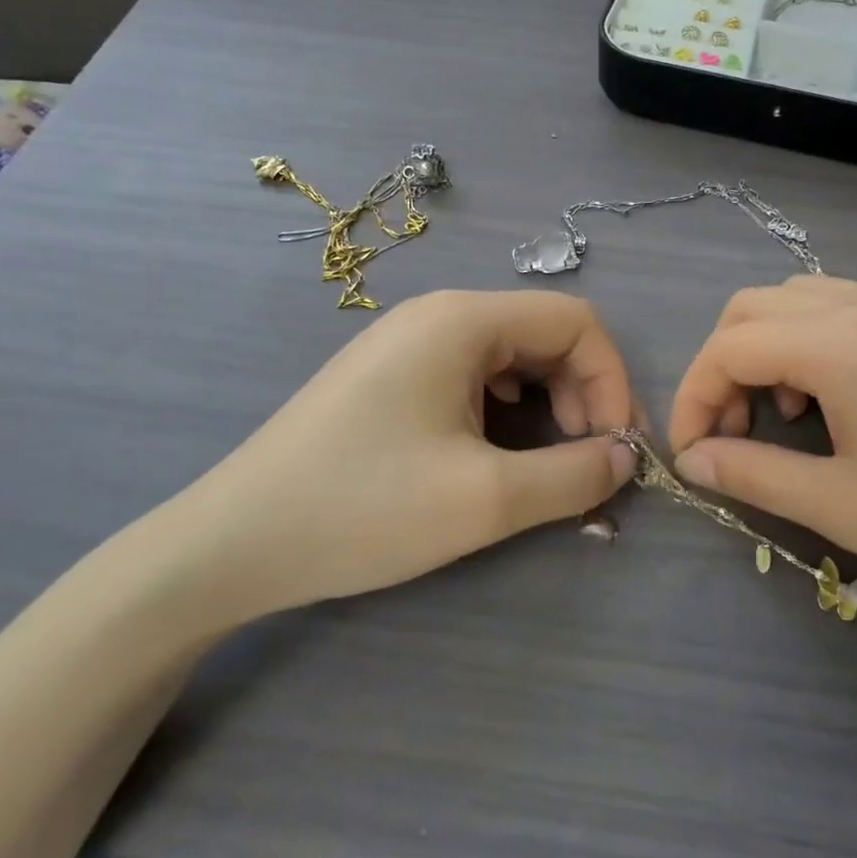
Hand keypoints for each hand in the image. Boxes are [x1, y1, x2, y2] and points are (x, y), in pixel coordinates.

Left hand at [160, 290, 637, 623]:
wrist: (233, 543)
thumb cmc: (363, 509)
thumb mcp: (485, 499)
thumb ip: (573, 475)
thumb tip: (624, 458)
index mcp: (462, 320)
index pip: (576, 321)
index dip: (612, 380)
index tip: (616, 449)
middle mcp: (437, 315)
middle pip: (545, 334)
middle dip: (583, 393)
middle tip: (586, 462)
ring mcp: (407, 343)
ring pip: (510, 356)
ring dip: (547, 403)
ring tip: (545, 460)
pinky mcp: (389, 376)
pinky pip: (472, 375)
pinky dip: (506, 409)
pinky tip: (495, 448)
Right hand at [667, 275, 856, 617]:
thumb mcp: (843, 506)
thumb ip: (752, 474)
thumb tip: (691, 460)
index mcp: (838, 342)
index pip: (727, 347)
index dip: (693, 398)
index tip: (692, 454)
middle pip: (751, 308)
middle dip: (721, 366)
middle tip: (731, 432)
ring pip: (794, 300)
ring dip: (764, 349)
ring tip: (782, 416)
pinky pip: (839, 307)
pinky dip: (806, 341)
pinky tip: (832, 399)